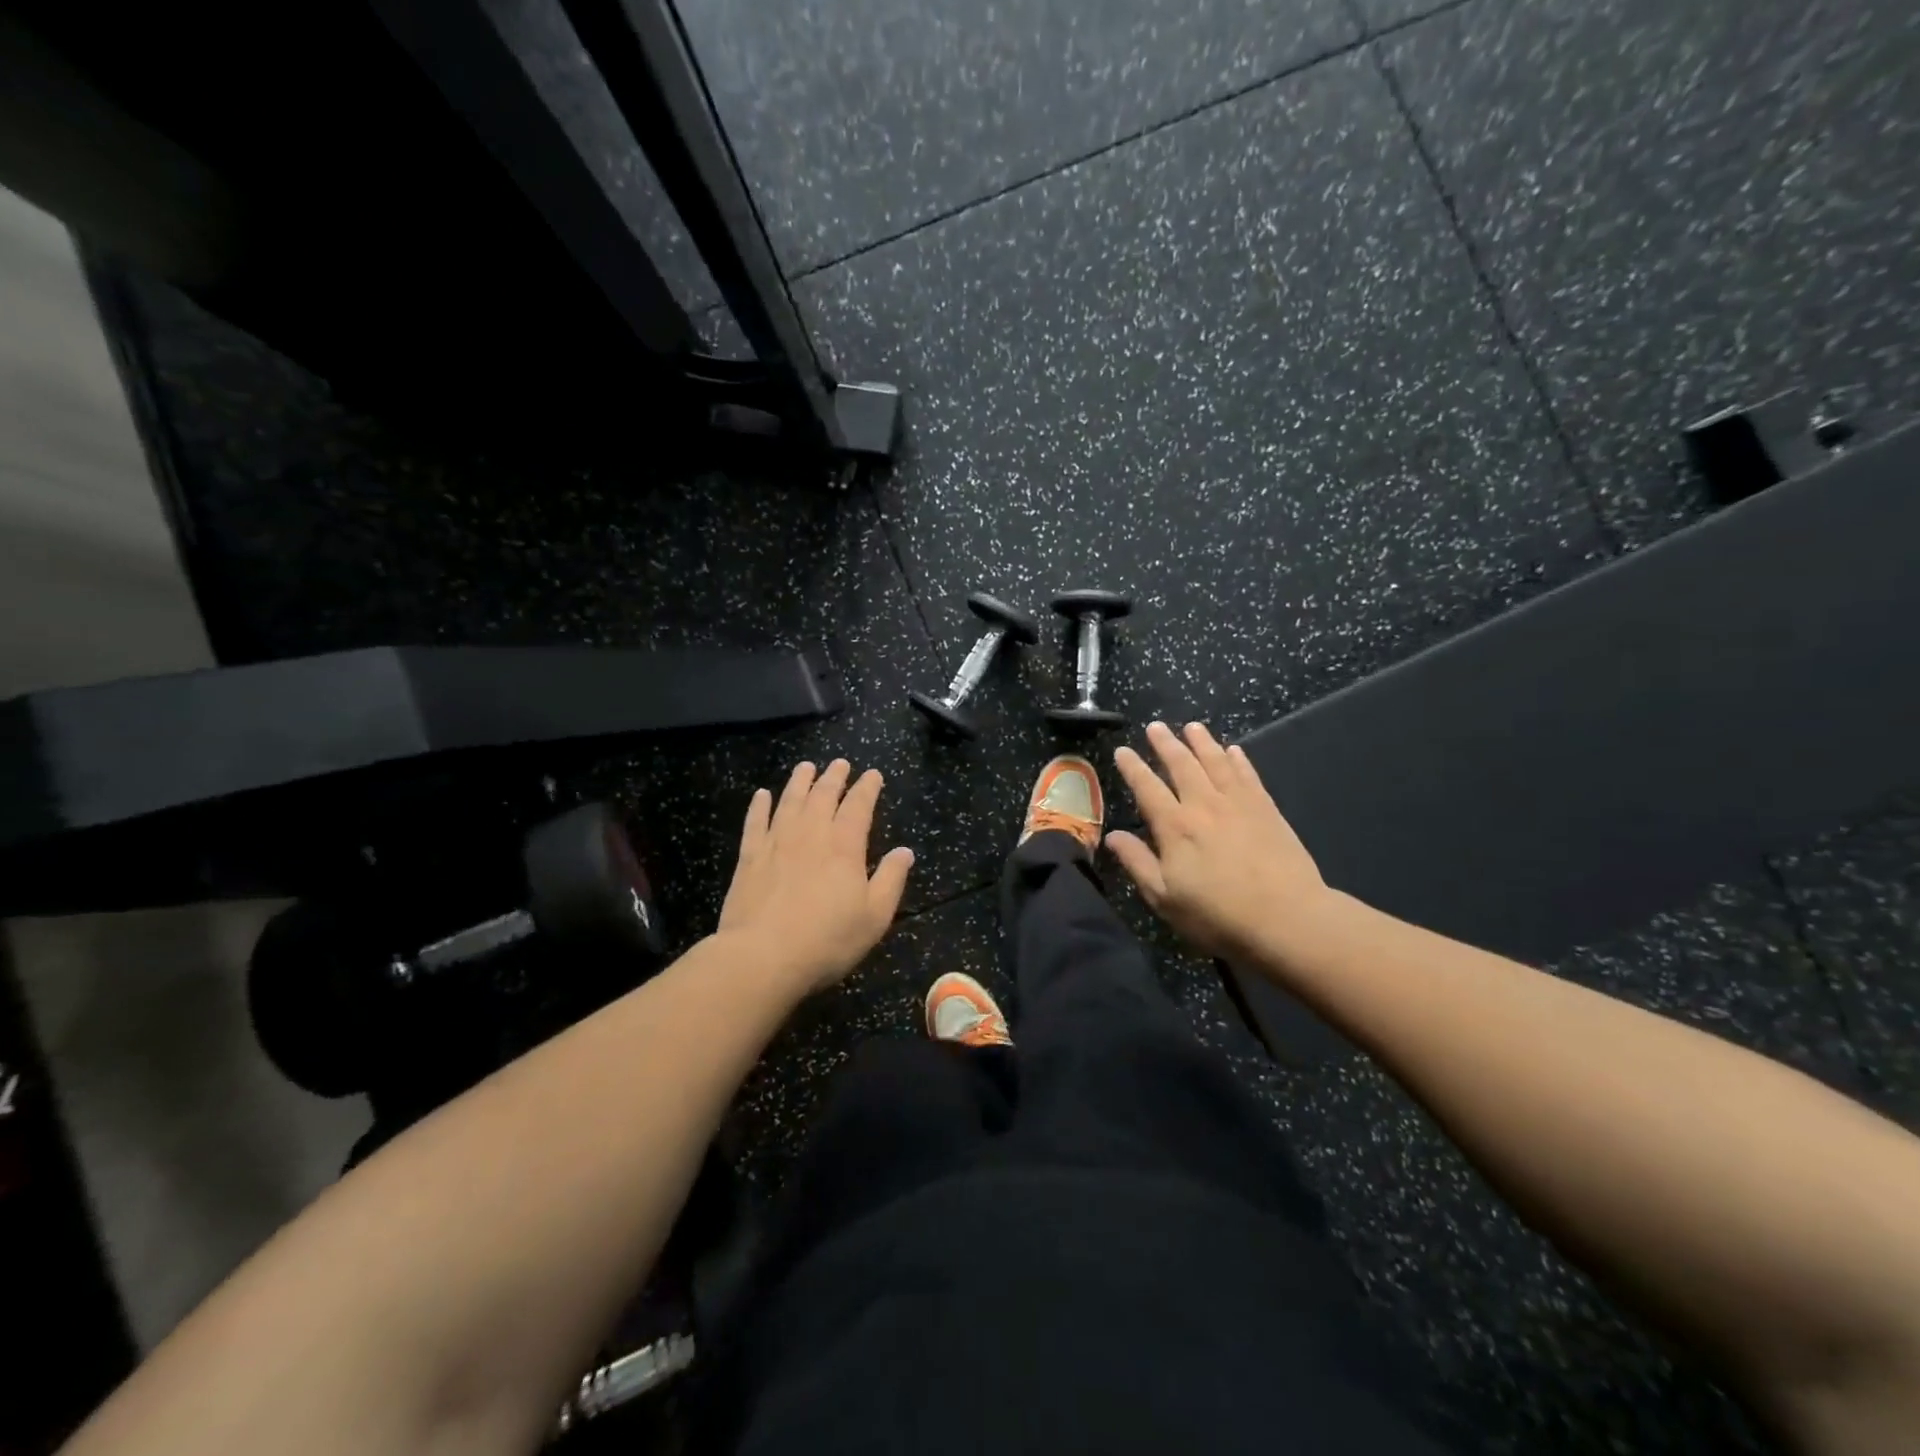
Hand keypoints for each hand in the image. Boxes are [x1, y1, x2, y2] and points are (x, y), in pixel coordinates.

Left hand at [717, 759, 914, 994]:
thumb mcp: (874, 916)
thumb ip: (891, 880)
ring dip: (799, 782)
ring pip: (789, 801)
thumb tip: (905, 851)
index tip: (873, 774)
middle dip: (834, 777)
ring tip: (806, 767)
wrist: (762, 957)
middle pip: (823, 796)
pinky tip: (762, 795)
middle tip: (840, 763)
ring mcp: (776, 843)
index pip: (859, 806)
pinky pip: (755, 823)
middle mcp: (811, 835)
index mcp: (844, 847)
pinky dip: (759, 806)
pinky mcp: (749, 858)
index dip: (867, 788)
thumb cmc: (827, 940)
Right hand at [1107, 721, 1326, 962]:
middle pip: (1182, 765)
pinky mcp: (1267, 810)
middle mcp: (1204, 805)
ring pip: (1216, 762)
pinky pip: (1248, 775)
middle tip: (1156, 726)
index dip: (1132, 768)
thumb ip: (1137, 863)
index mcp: (1175, 827)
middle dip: (1166, 744)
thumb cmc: (1218, 915)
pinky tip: (1234, 750)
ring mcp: (1239, 804)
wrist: (1287, 918)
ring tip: (1192, 727)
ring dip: (1202, 742)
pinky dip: (1239, 760)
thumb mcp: (1165, 898)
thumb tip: (1112, 836)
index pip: (1147, 788)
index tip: (1122, 751)